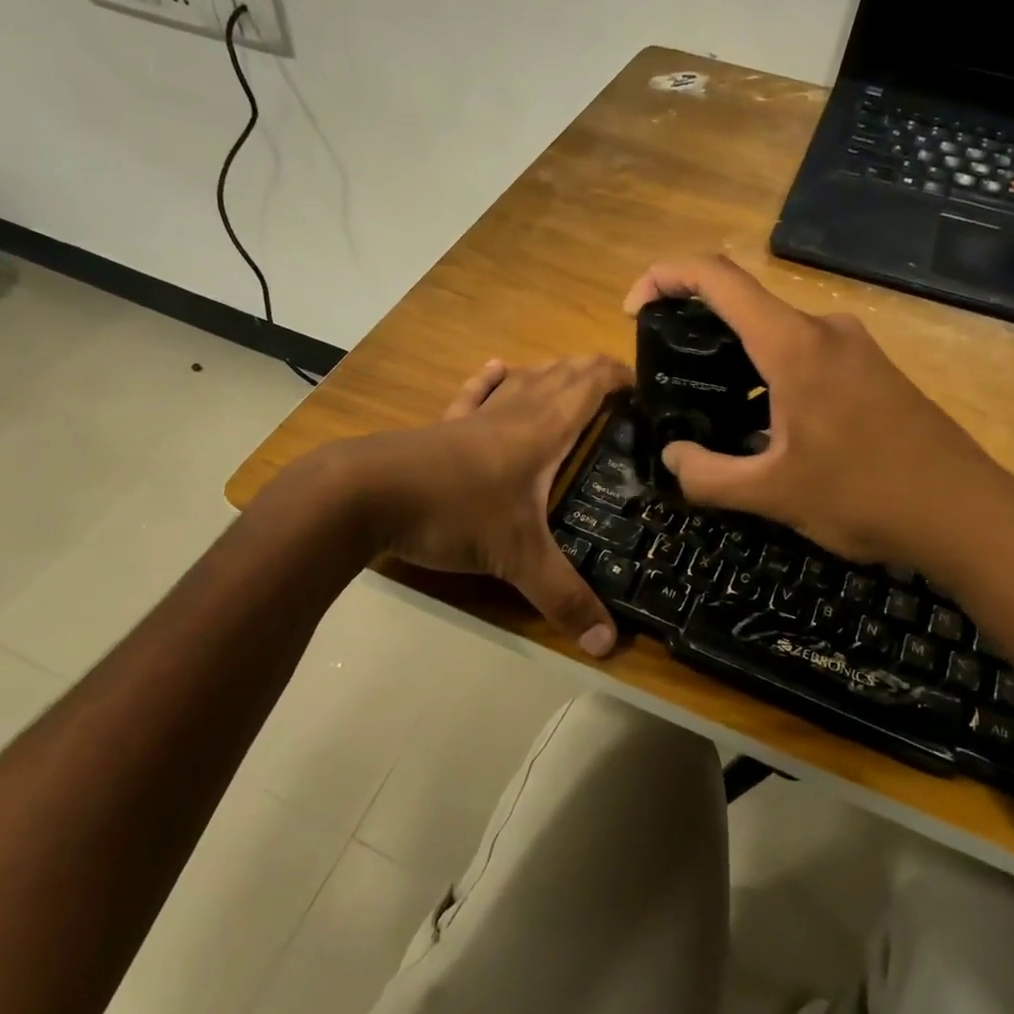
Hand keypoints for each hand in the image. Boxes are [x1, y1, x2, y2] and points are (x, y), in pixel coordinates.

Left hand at [344, 355, 631, 655]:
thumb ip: (564, 598)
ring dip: (553, 372)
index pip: (591, 383)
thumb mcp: (516, 558)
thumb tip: (608, 645)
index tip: (648, 387)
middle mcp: (515, 411)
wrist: (365, 494)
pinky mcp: (444, 426)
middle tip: (622, 392)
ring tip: (573, 379)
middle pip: (562, 374)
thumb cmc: (453, 511)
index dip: (621, 376)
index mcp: (543, 429)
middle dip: (594, 372)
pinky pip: (476, 392)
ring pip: (523, 379)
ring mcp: (476, 415)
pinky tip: (499, 368)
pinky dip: (494, 378)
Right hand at [623, 256, 1013, 593]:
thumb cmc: (866, 497)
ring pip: (776, 333)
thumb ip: (707, 476)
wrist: (968, 515)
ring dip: (735, 359)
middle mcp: (825, 329)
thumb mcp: (773, 495)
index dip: (664, 276)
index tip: (633, 310)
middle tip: (667, 374)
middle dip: (695, 327)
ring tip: (710, 408)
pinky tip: (765, 426)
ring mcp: (854, 347)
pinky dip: (769, 374)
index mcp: (794, 345)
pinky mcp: (872, 370)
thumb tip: (672, 458)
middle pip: (744, 303)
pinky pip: (805, 354)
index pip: (717, 277)